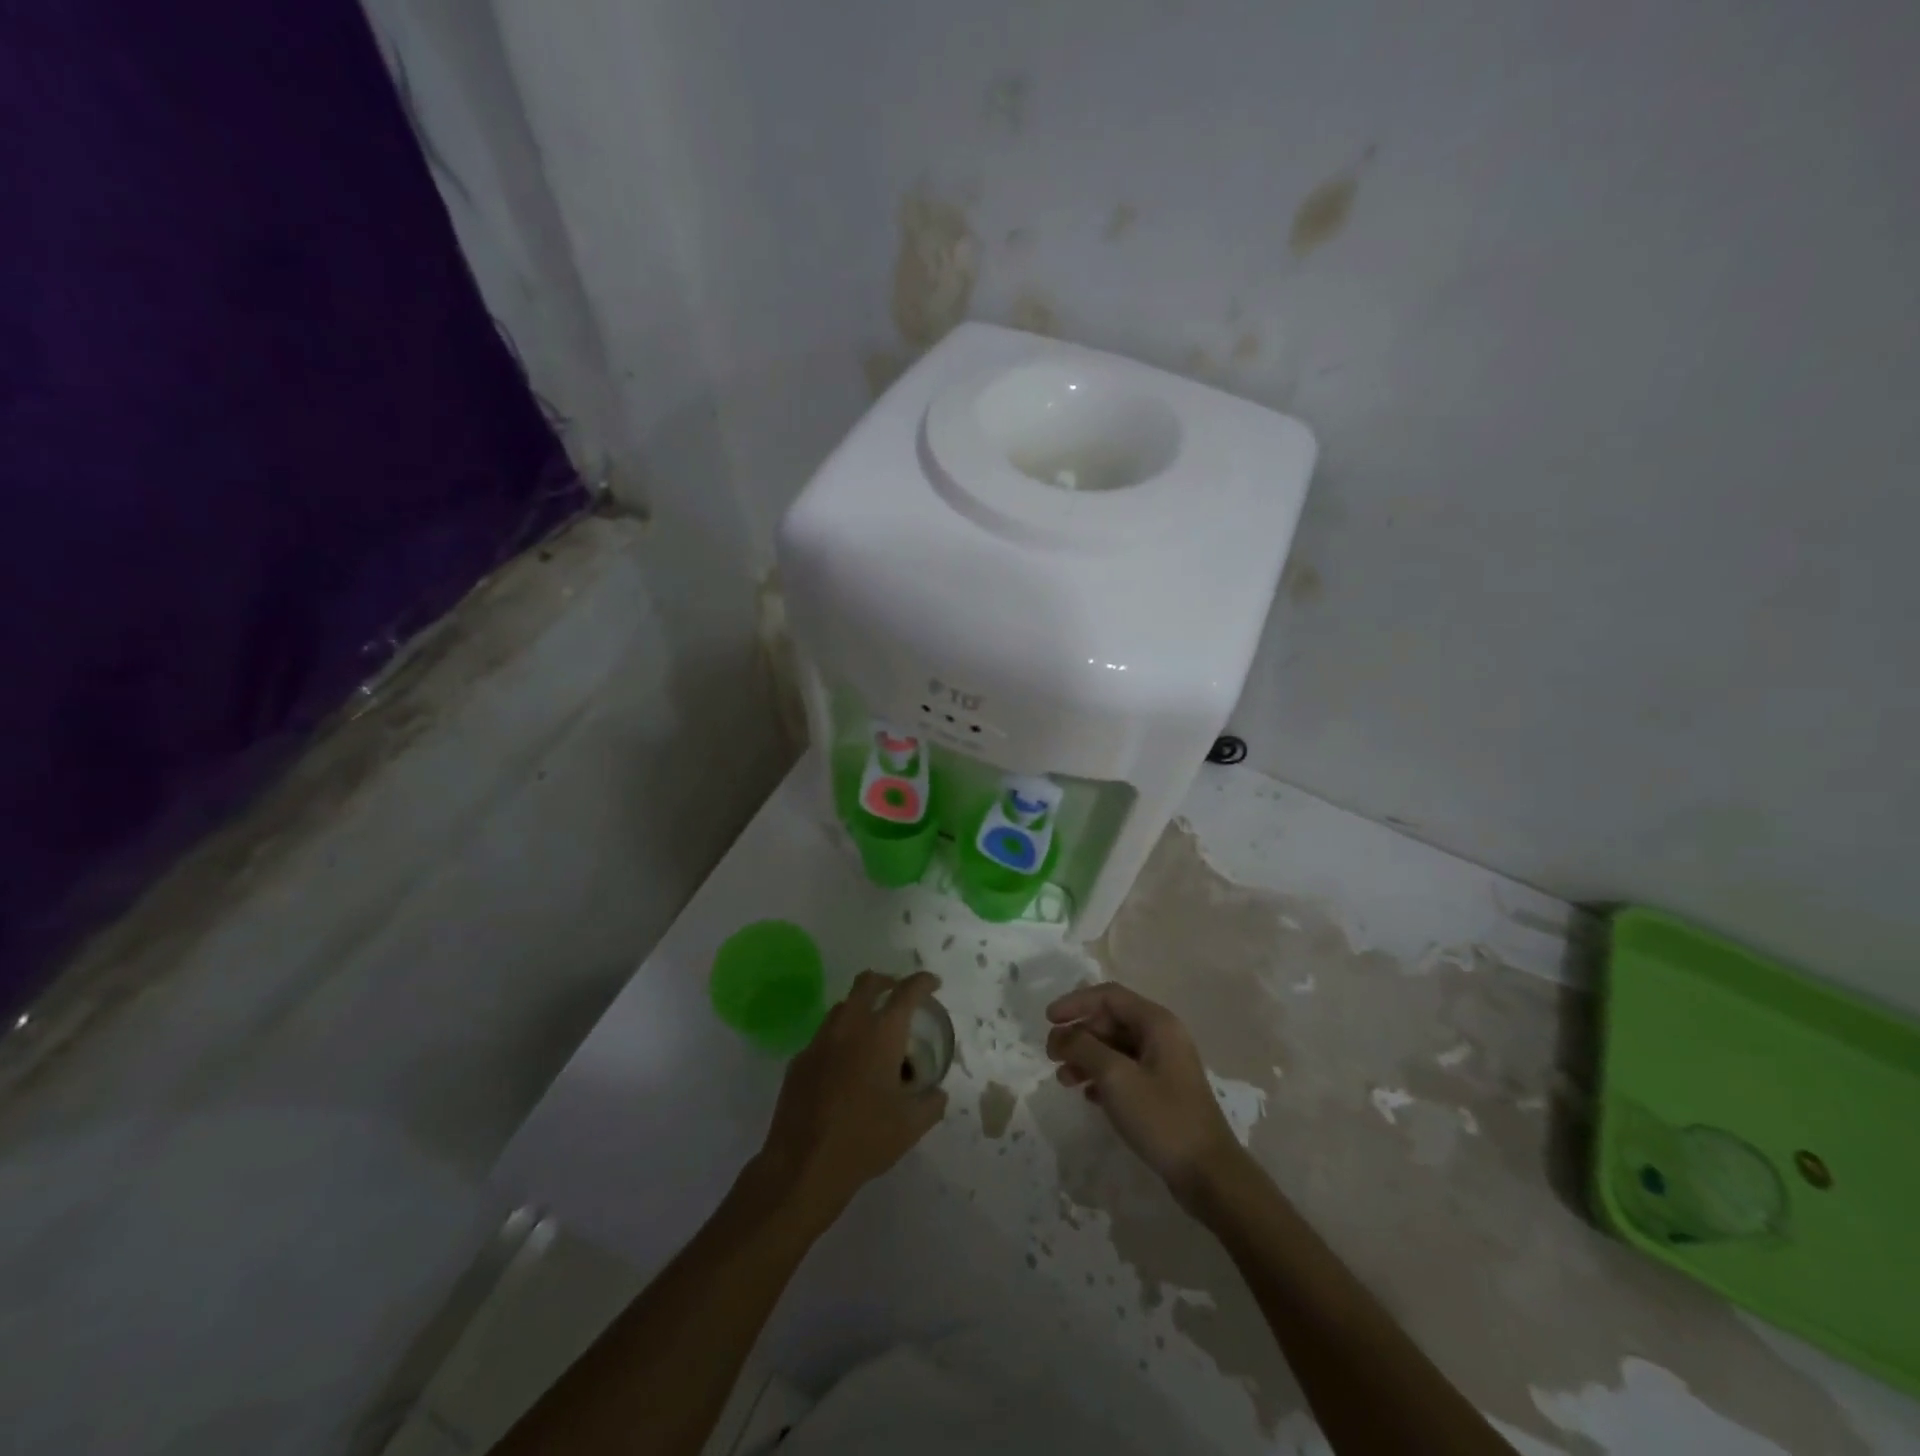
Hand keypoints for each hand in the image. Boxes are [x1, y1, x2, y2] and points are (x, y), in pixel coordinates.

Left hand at [755, 970, 948, 1226]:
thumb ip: (932, 1102)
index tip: (932, 983)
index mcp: (881, 1034)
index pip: (907, 992)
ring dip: (861, 1009)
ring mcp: (819, 1041)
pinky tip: (845, 1069)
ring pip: (842, 1007)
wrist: (803, 1166)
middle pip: (867, 982)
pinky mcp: (798, 1061)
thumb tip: (937, 1093)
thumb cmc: (865, 1139)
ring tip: (873, 1035)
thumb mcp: (912, 1126)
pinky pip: (824, 1038)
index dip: (922, 982)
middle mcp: (849, 1026)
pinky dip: (840, 1040)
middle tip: (899, 995)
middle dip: (887, 981)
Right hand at [1045, 982, 1246, 1207]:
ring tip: (1064, 1080)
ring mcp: (1164, 1065)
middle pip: (1111, 1020)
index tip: (1048, 1020)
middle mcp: (1162, 1036)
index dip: (1076, 1003)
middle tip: (1052, 1055)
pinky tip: (1087, 1096)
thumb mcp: (1115, 1077)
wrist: (1208, 1174)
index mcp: (1157, 1023)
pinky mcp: (1162, 1091)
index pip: (1109, 996)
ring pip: (1115, 1047)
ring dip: (1086, 1057)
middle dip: (1079, 1034)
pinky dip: (1101, 1077)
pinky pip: (1124, 1071)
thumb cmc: (1161, 1117)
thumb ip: (1083, 1047)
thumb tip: (1061, 1035)